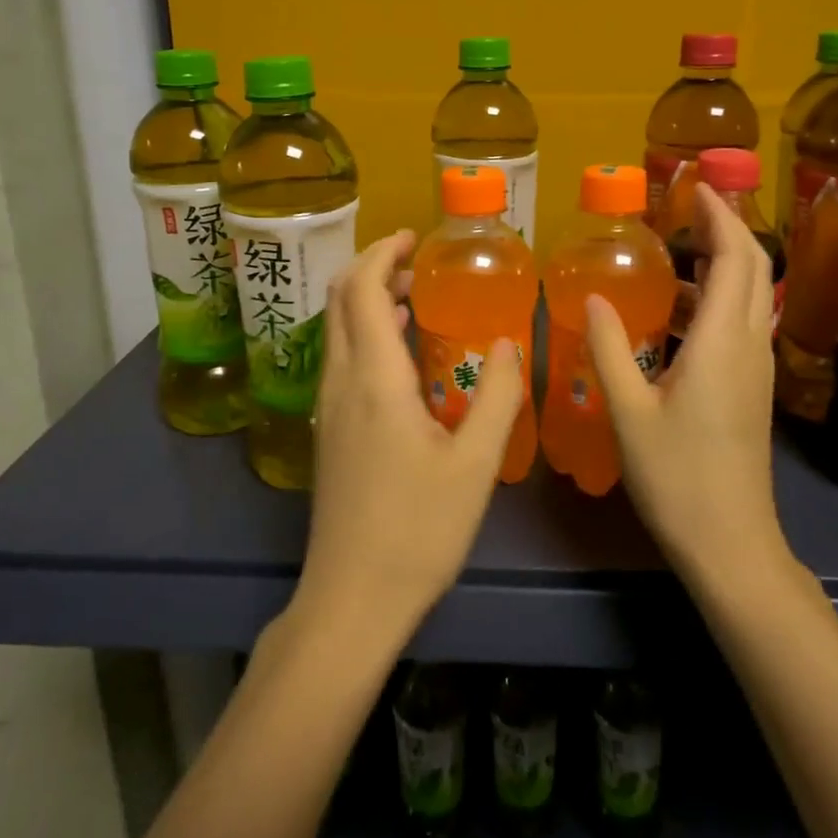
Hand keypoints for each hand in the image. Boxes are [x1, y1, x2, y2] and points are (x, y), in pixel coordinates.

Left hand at [294, 229, 525, 649]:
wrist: (351, 599)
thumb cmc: (418, 530)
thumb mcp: (475, 464)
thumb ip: (498, 396)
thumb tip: (510, 343)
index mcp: (373, 378)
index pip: (363, 290)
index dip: (383, 253)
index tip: (413, 238)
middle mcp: (340, 382)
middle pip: (340, 300)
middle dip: (374, 269)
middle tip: (419, 265)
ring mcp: (326, 408)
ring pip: (337, 330)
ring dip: (369, 302)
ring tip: (417, 301)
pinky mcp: (327, 432)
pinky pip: (341, 359)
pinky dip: (366, 334)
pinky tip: (403, 357)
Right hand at [586, 184, 788, 581]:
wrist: (731, 543)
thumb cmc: (677, 477)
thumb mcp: (628, 411)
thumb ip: (610, 348)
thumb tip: (595, 296)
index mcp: (724, 342)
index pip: (737, 258)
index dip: (721, 216)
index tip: (695, 188)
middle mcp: (749, 345)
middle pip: (754, 268)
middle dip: (726, 229)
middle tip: (684, 209)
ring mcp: (756, 369)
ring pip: (751, 296)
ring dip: (722, 265)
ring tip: (673, 253)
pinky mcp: (751, 389)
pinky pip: (741, 324)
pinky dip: (716, 300)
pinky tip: (675, 314)